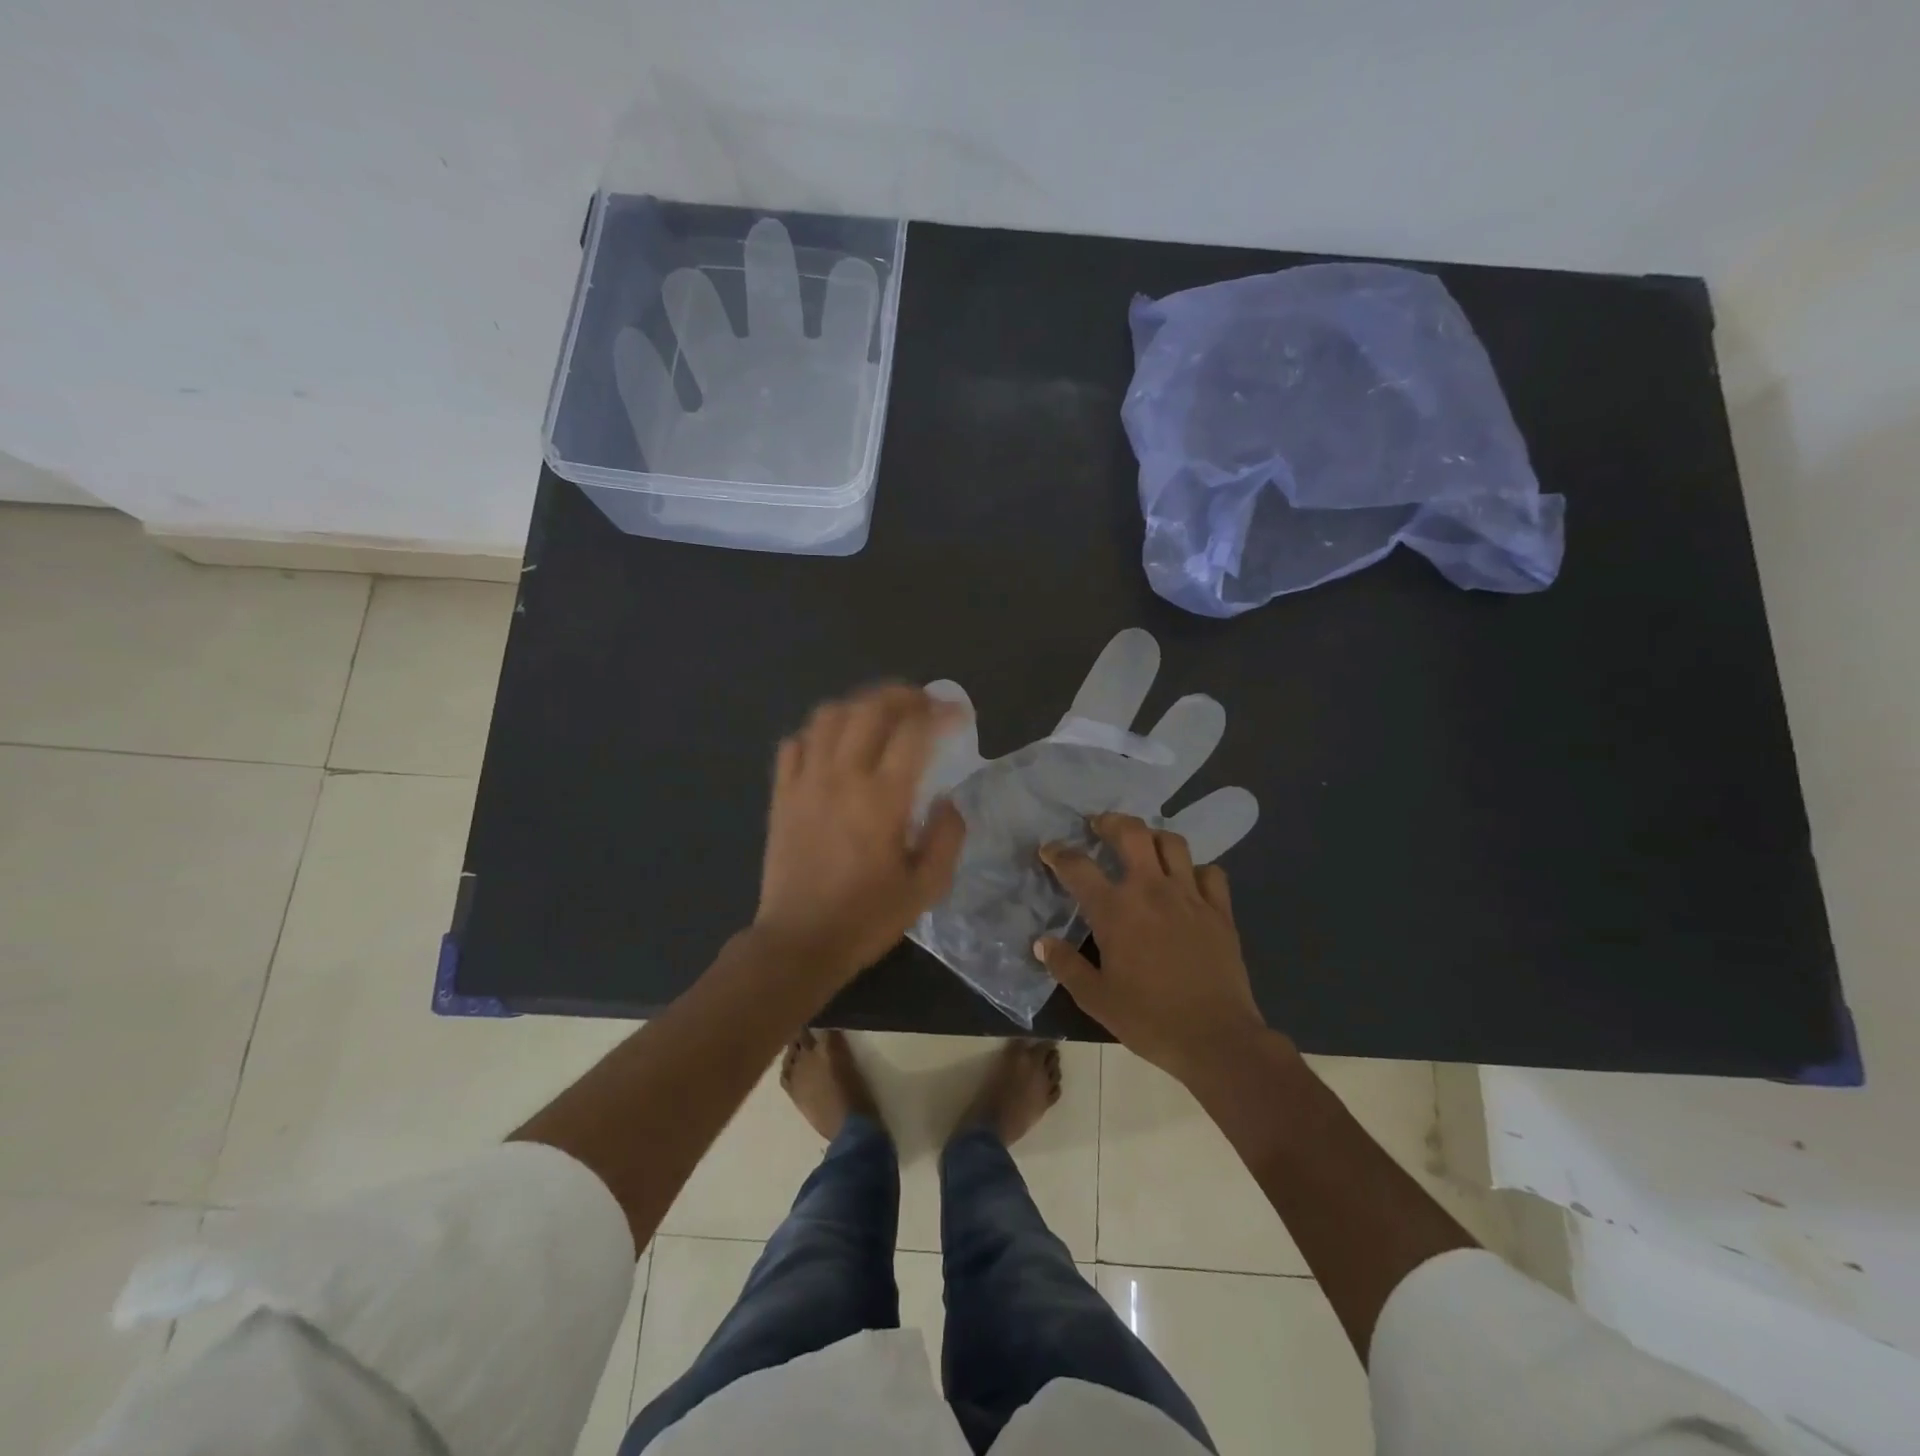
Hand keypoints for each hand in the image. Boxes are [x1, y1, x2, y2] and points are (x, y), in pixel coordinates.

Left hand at [754, 685, 968, 985]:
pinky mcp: (781, 795)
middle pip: (869, 708)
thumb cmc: (867, 918)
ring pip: (828, 716)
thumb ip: (947, 837)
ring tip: (879, 716)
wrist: (799, 942)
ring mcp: (806, 782)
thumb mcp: (927, 887)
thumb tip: (947, 801)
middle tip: (922, 703)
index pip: (914, 732)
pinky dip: (817, 734)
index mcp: (883, 798)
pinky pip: (794, 744)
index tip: (958, 712)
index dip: (941, 713)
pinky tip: (833, 746)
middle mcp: (842, 777)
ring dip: (859, 705)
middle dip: (901, 695)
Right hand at [1037, 812, 1274, 1081]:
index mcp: (1116, 910)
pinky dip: (1195, 870)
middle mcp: (1151, 890)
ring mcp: (1189, 896)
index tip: (1048, 850)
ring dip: (1153, 837)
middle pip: (1131, 833)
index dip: (1058, 854)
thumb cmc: (1149, 1019)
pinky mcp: (1220, 910)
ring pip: (1172, 843)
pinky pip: (1209, 873)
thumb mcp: (1096, 998)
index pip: (1078, 867)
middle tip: (1098, 825)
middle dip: (1110, 821)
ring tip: (1143, 845)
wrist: (1216, 1038)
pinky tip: (1187, 882)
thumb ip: (1065, 965)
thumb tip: (1042, 942)